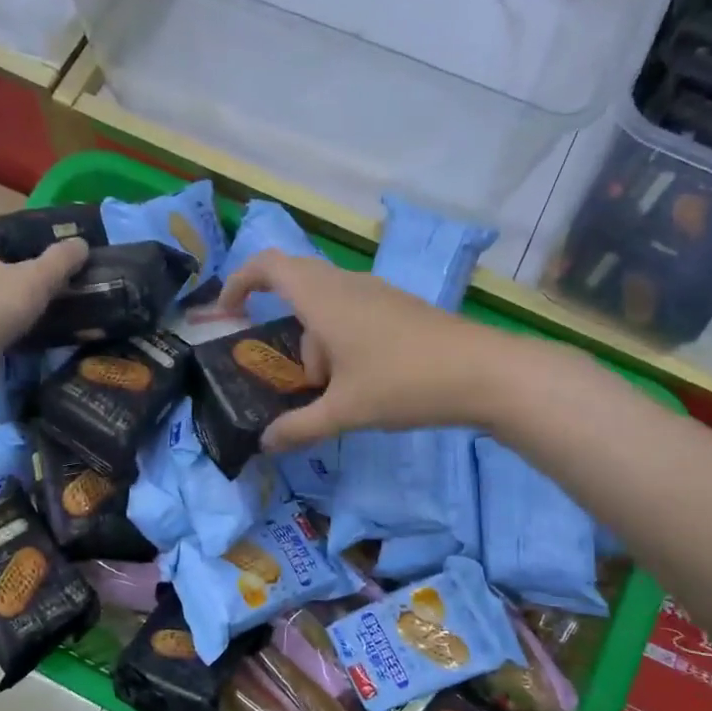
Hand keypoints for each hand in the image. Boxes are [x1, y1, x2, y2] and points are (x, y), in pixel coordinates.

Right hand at [216, 250, 510, 449]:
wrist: (484, 373)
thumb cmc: (403, 383)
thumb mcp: (344, 411)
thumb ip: (299, 428)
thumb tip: (265, 445)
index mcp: (324, 298)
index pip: (268, 265)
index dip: (240, 282)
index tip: (227, 314)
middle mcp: (348, 285)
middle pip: (298, 293)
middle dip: (288, 336)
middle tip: (295, 379)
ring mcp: (379, 294)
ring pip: (329, 312)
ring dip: (321, 349)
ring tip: (339, 396)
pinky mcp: (401, 309)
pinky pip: (355, 318)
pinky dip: (345, 346)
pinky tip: (367, 385)